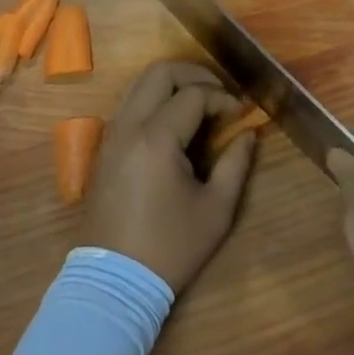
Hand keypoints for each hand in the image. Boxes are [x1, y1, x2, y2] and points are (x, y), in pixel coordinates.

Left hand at [82, 63, 255, 293]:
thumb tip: (248, 134)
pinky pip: (130, 103)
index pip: (194, 94)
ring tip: (200, 103)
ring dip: (172, 84)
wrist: (113, 283)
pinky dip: (154, 99)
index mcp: (157, 138)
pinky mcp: (105, 147)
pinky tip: (175, 122)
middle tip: (220, 94)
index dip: (223, 98)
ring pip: (140, 83)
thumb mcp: (216, 210)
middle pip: (160, 72)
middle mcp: (129, 125)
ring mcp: (112, 134)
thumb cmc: (170, 247)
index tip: (242, 114)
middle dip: (195, 74)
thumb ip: (236, 164)